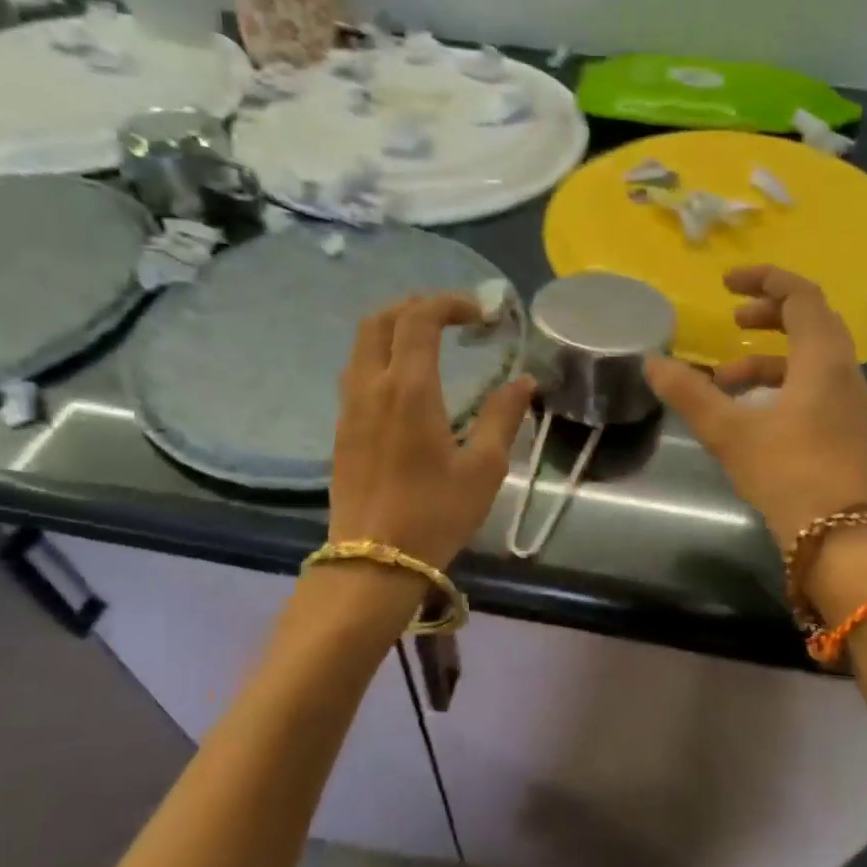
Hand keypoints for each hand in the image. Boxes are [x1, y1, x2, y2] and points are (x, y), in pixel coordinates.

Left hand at [329, 293, 535, 569]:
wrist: (373, 562)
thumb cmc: (435, 515)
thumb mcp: (484, 468)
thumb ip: (504, 416)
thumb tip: (524, 381)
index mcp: (410, 390)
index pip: (419, 319)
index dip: (449, 303)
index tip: (481, 315)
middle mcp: (372, 387)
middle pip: (380, 320)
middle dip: (415, 306)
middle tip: (451, 318)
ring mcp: (350, 408)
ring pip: (362, 345)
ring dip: (394, 329)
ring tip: (430, 343)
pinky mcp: (342, 429)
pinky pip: (356, 373)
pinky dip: (381, 357)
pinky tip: (407, 384)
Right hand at [644, 266, 866, 546]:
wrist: (834, 535)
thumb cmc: (783, 472)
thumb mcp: (728, 430)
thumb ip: (689, 392)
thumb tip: (652, 363)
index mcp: (823, 359)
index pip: (801, 296)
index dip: (764, 280)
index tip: (726, 283)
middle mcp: (845, 370)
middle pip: (811, 321)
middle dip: (768, 315)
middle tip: (732, 322)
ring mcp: (850, 399)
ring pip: (811, 356)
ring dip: (767, 357)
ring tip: (723, 380)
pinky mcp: (846, 424)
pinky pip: (815, 382)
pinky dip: (781, 381)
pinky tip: (750, 409)